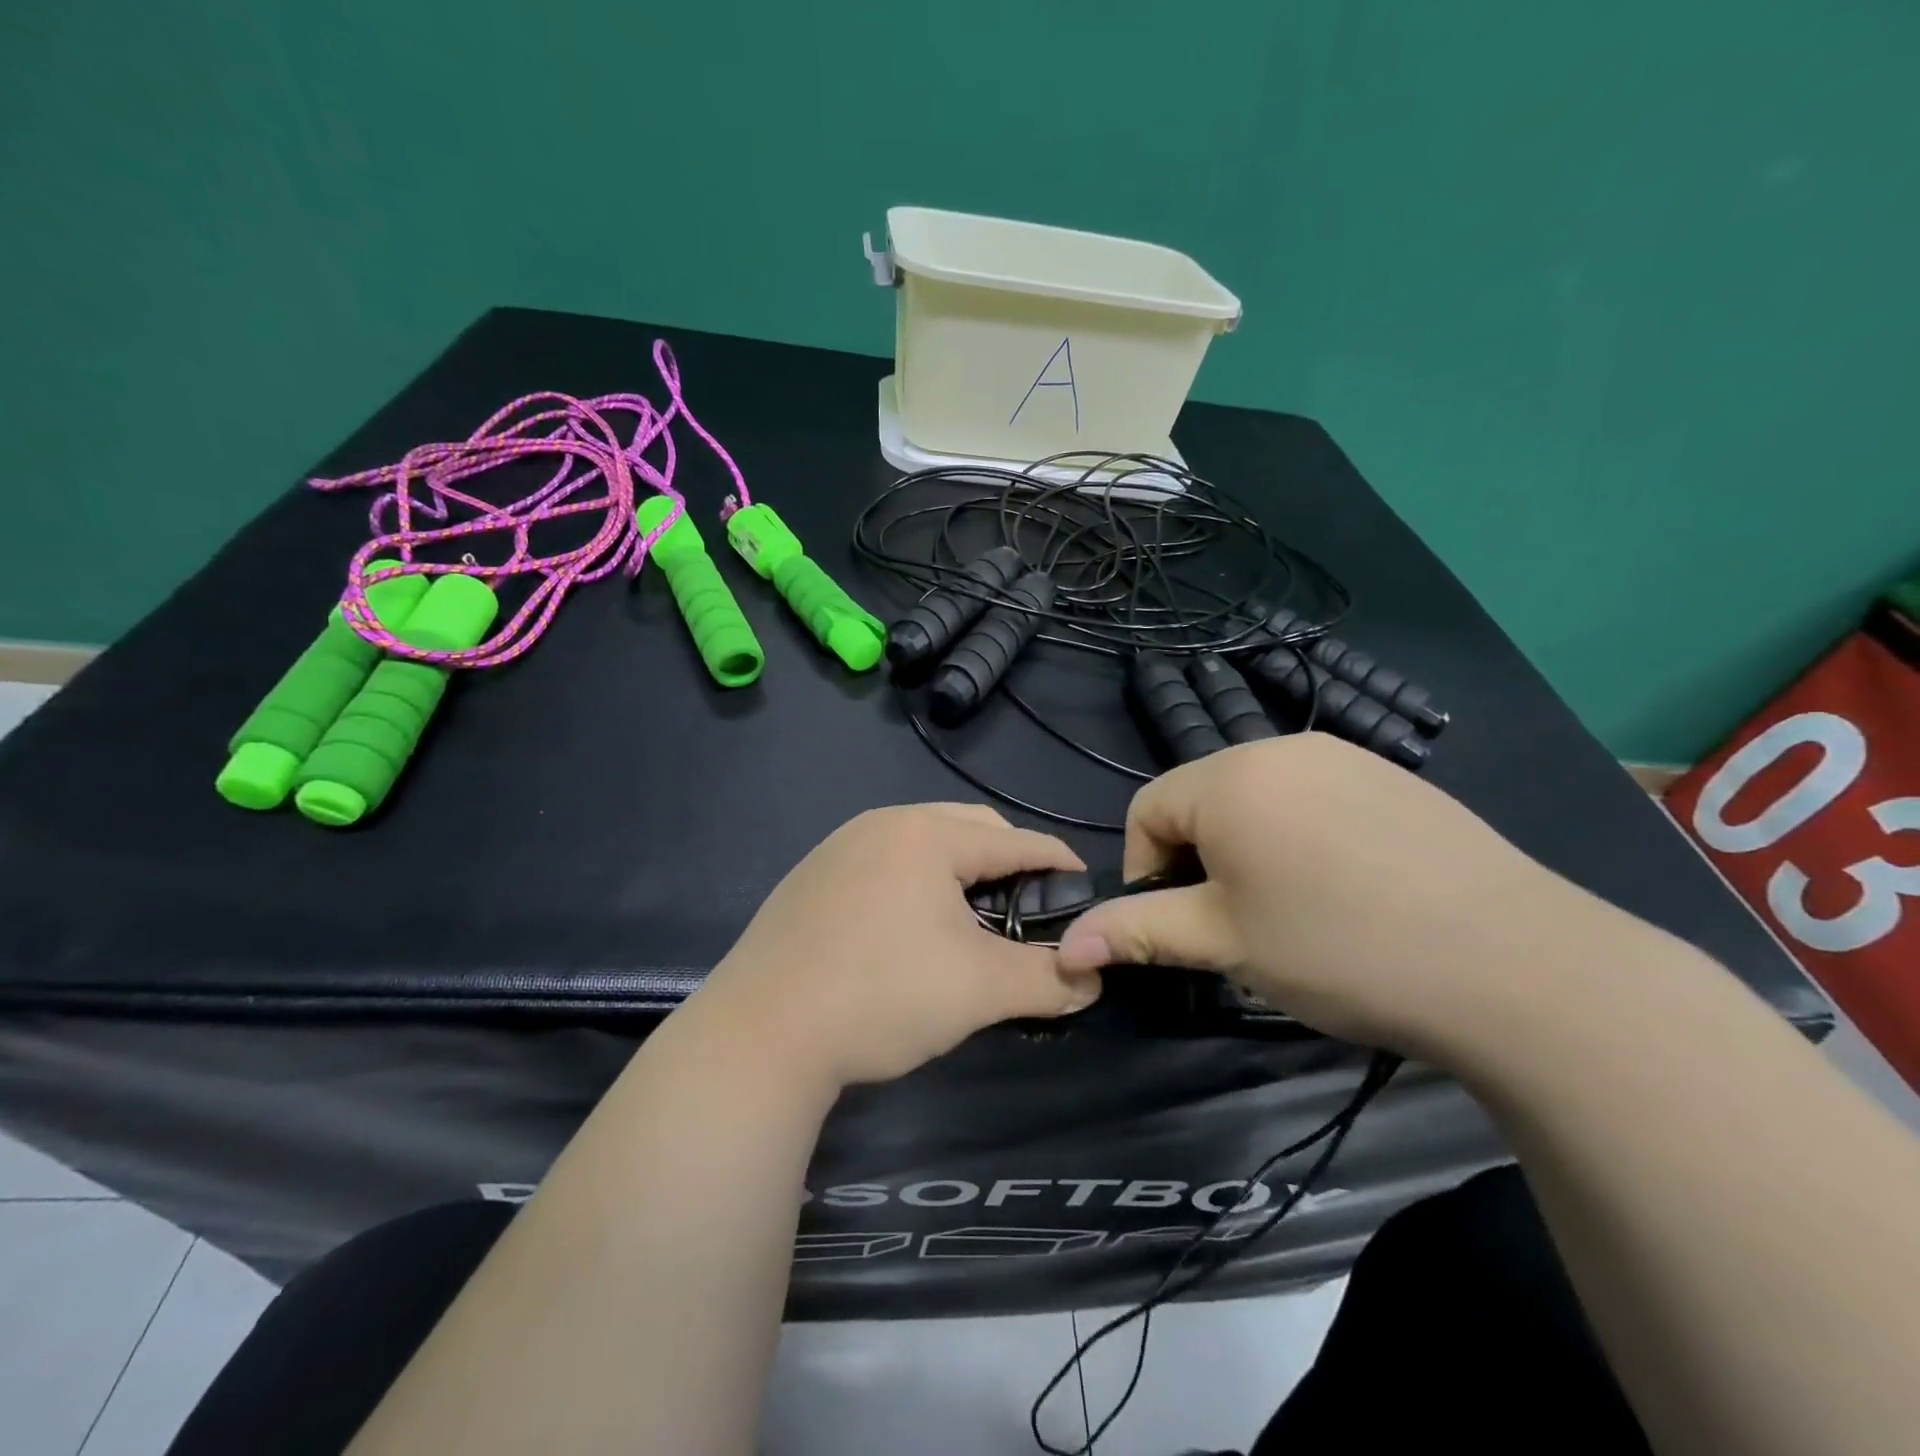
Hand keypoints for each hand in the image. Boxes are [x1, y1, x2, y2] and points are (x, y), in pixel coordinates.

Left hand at [692, 804, 1102, 1088]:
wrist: (759, 1034)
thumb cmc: (881, 995)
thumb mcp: (978, 990)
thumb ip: (1046, 980)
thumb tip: (1090, 981)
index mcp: (927, 835)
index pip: (1016, 840)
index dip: (1060, 864)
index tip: (1087, 892)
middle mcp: (881, 824)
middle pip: (969, 829)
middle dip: (1008, 863)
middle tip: (1029, 911)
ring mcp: (839, 847)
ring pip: (923, 844)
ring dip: (959, 873)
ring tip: (973, 921)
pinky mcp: (811, 877)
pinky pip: (884, 863)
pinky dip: (915, 884)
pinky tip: (910, 930)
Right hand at [1056, 734, 1615, 1058]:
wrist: (1516, 965)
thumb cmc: (1340, 949)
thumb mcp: (1225, 943)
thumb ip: (1138, 931)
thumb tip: (1067, 946)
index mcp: (1229, 777)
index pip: (1147, 809)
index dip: (1147, 869)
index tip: (1184, 925)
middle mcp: (1280, 747)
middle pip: (1202, 798)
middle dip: (1200, 858)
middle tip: (1239, 923)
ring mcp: (1343, 756)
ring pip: (1258, 798)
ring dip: (1249, 847)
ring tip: (1293, 908)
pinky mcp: (1391, 777)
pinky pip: (1314, 796)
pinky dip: (1303, 836)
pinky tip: (1349, 888)